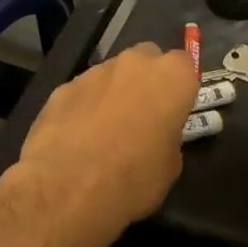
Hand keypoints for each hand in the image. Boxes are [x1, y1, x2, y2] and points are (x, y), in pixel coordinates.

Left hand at [15, 42, 198, 241]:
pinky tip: (77, 138)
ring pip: (111, 74)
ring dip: (113, 94)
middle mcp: (134, 64)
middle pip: (147, 58)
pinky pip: (82, 92)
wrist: (68, 187)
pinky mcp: (62, 88)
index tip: (174, 110)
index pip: (185, 64)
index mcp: (171, 78)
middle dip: (146, 80)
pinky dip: (84, 107)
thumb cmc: (134, 178)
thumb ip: (167, 137)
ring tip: (104, 132)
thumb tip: (156, 136)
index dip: (179, 87)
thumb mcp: (170, 167)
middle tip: (142, 115)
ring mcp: (94, 72)